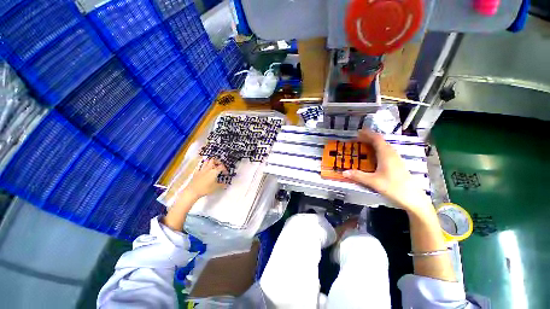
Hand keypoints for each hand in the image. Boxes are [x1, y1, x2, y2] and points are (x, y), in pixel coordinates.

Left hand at [184, 158, 227, 198]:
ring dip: (211, 162)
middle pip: (214, 160)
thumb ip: (221, 185)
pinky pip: (201, 166)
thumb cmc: (205, 189)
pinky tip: (205, 170)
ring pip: (207, 161)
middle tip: (220, 166)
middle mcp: (208, 168)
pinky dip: (204, 166)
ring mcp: (202, 169)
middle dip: (218, 162)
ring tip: (213, 166)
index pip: (222, 166)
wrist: (192, 191)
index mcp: (214, 171)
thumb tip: (225, 184)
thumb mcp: (215, 187)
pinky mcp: (197, 172)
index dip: (225, 169)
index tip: (225, 173)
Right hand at [343, 130, 431, 214]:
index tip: (358, 131)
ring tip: (364, 144)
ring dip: (373, 143)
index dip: (367, 134)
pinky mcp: (397, 164)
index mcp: (386, 154)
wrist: (413, 198)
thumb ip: (358, 176)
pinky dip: (377, 149)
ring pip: (384, 146)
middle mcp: (391, 154)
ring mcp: (395, 159)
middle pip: (380, 141)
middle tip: (357, 138)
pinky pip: (386, 152)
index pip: (376, 139)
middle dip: (369, 137)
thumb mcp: (373, 182)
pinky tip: (373, 156)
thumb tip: (343, 172)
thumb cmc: (393, 187)